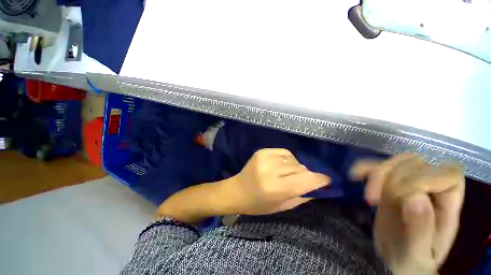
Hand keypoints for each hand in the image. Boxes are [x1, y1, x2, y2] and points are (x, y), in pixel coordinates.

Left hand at [230, 148, 329, 214]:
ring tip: (287, 173)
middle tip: (301, 180)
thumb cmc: (258, 204)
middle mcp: (271, 170)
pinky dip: (287, 159)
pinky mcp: (262, 151)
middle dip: (305, 174)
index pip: (305, 180)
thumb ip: (301, 196)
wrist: (237, 190)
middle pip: (300, 168)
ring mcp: (265, 158)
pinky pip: (284, 152)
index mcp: (275, 188)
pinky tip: (281, 165)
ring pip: (293, 159)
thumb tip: (319, 186)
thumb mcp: (281, 206)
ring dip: (295, 167)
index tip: (326, 180)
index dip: (320, 179)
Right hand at [351, 154, 464, 274]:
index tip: (399, 198)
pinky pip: (380, 167)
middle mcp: (433, 192)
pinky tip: (356, 175)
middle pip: (420, 164)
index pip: (446, 176)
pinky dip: (367, 167)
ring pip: (399, 161)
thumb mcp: (417, 255)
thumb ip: (421, 230)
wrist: (394, 262)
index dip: (423, 180)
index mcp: (447, 208)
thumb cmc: (410, 263)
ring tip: (366, 193)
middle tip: (373, 199)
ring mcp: (411, 187)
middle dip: (393, 177)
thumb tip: (415, 197)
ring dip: (378, 171)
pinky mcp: (391, 187)